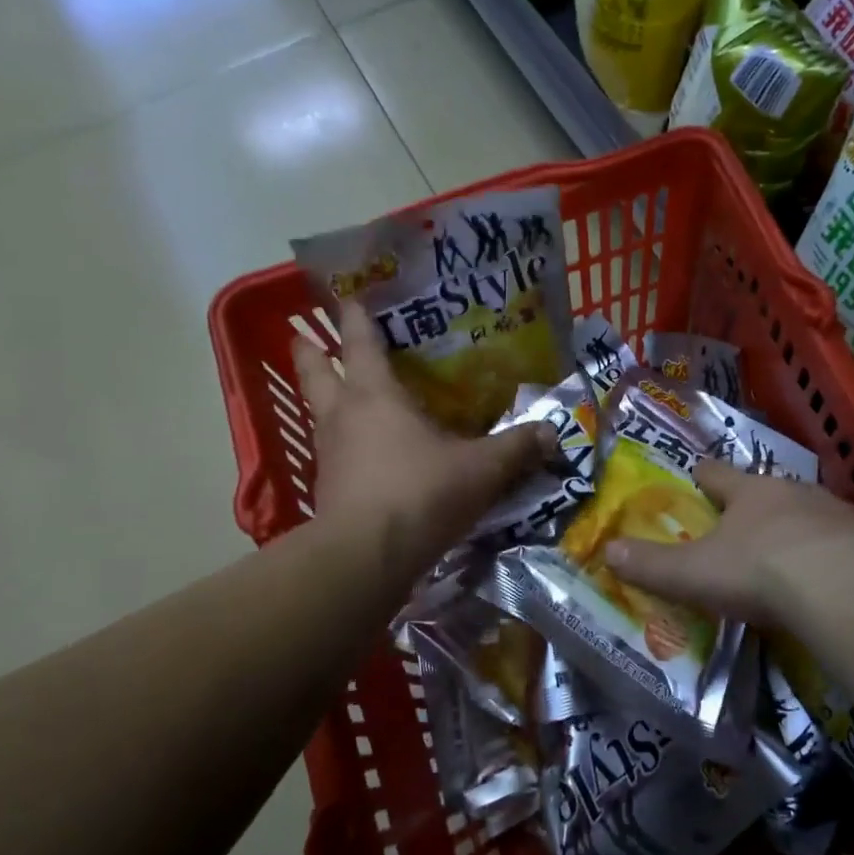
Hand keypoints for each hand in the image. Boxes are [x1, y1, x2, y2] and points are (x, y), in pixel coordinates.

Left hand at [292, 302, 553, 581]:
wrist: (365, 558)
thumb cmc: (420, 493)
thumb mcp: (480, 469)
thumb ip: (515, 448)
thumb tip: (552, 432)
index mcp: (375, 396)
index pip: (360, 342)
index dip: (355, 316)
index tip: (348, 296)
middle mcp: (343, 417)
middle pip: (316, 373)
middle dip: (309, 352)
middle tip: (302, 336)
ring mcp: (329, 455)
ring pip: (319, 415)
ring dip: (323, 400)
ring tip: (338, 396)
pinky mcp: (328, 491)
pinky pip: (333, 454)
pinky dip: (341, 446)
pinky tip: (360, 455)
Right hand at [602, 459, 853, 624]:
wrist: (843, 587)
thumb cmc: (758, 569)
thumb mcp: (695, 573)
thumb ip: (651, 565)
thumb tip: (607, 551)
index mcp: (748, 492)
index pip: (716, 474)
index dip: (701, 476)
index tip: (694, 477)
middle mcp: (791, 491)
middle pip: (765, 488)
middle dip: (752, 502)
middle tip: (741, 523)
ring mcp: (834, 512)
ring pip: (806, 510)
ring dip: (795, 525)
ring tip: (786, 550)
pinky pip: (841, 540)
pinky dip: (829, 552)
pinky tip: (827, 575)